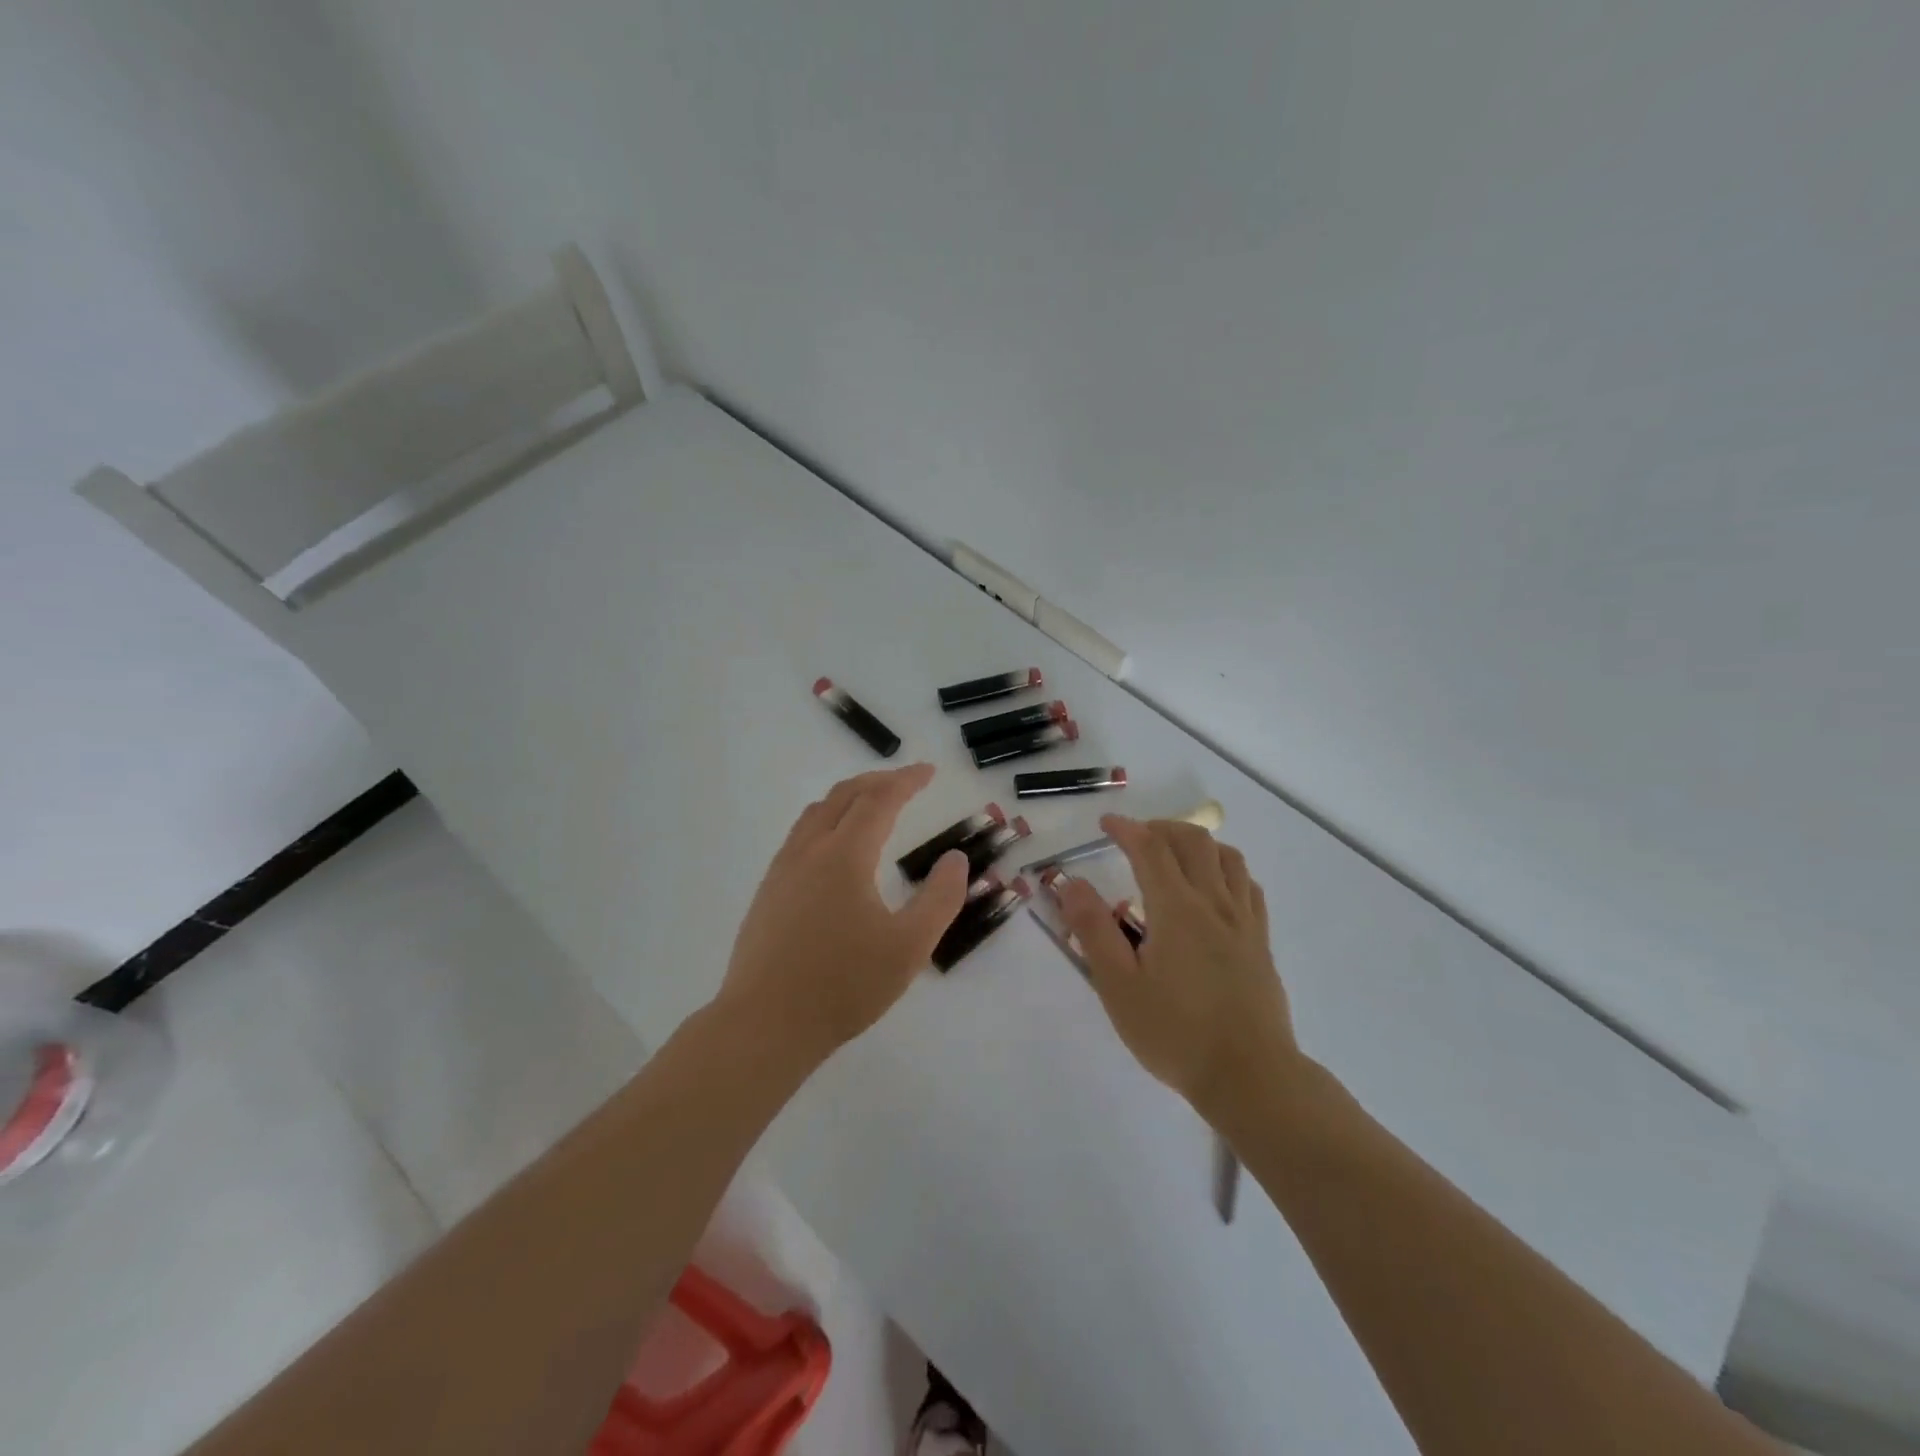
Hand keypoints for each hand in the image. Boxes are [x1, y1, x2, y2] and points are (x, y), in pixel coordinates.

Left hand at [717, 764, 970, 1062]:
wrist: (765, 1024)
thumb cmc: (844, 985)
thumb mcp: (909, 946)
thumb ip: (940, 898)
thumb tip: (955, 859)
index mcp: (845, 855)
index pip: (879, 800)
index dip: (906, 781)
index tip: (929, 771)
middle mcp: (809, 851)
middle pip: (843, 796)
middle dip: (877, 781)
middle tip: (905, 782)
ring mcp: (782, 870)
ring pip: (815, 813)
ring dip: (847, 798)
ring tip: (870, 806)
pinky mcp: (768, 893)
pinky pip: (800, 836)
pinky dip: (826, 821)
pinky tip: (834, 850)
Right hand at [1056, 816, 1298, 1121]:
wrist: (1251, 1077)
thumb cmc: (1175, 1034)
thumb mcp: (1118, 986)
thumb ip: (1093, 930)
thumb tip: (1070, 882)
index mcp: (1176, 909)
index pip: (1150, 848)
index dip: (1126, 829)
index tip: (1105, 823)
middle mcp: (1214, 903)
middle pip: (1193, 841)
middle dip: (1161, 828)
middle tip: (1136, 837)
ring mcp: (1243, 922)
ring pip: (1227, 857)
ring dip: (1197, 842)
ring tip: (1174, 853)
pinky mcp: (1260, 943)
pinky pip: (1247, 886)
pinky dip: (1226, 869)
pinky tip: (1214, 887)